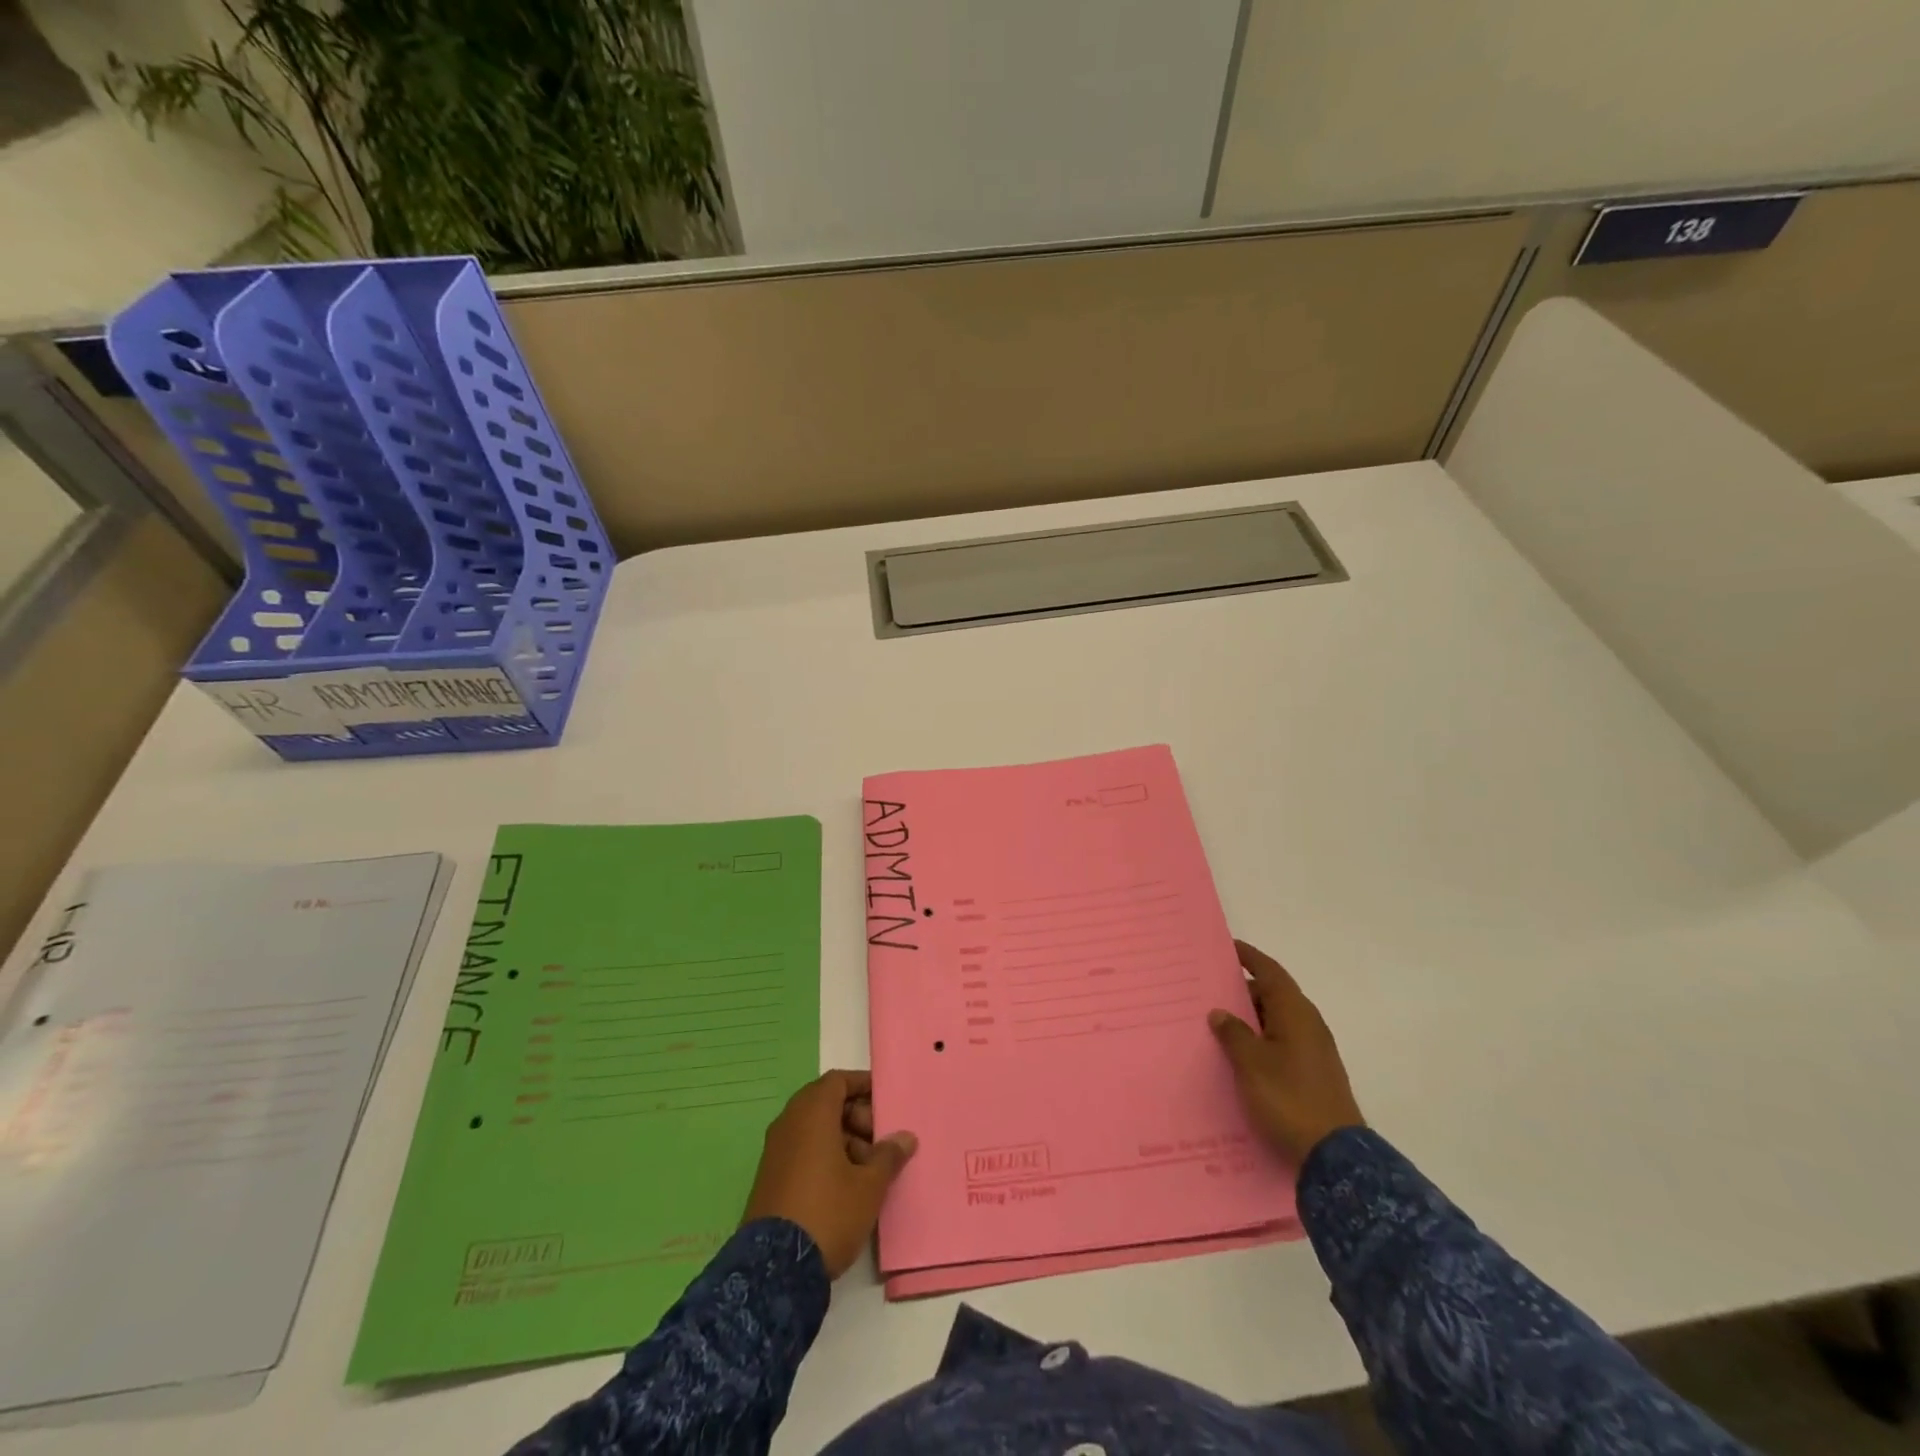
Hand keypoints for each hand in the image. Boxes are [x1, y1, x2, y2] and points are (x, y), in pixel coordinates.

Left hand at [742, 1069, 917, 1277]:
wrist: (774, 1270)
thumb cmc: (828, 1212)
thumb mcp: (869, 1186)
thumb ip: (888, 1156)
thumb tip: (905, 1137)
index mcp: (812, 1113)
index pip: (838, 1080)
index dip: (863, 1086)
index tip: (885, 1101)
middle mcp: (789, 1123)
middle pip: (826, 1103)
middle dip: (857, 1117)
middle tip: (880, 1142)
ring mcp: (776, 1151)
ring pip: (815, 1129)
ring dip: (844, 1139)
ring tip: (869, 1170)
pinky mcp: (770, 1177)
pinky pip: (802, 1150)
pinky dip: (825, 1156)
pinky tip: (846, 1186)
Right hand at [1210, 940, 1363, 1167]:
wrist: (1334, 1157)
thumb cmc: (1288, 1098)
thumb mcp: (1251, 1063)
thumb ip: (1233, 1033)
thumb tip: (1220, 1012)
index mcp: (1295, 1012)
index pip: (1270, 972)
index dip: (1249, 957)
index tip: (1227, 948)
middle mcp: (1308, 1024)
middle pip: (1273, 994)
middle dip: (1244, 990)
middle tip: (1210, 989)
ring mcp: (1314, 1050)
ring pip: (1277, 1020)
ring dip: (1251, 1017)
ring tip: (1218, 1022)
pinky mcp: (1314, 1073)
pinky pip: (1281, 1041)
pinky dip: (1260, 1038)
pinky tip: (1239, 1053)